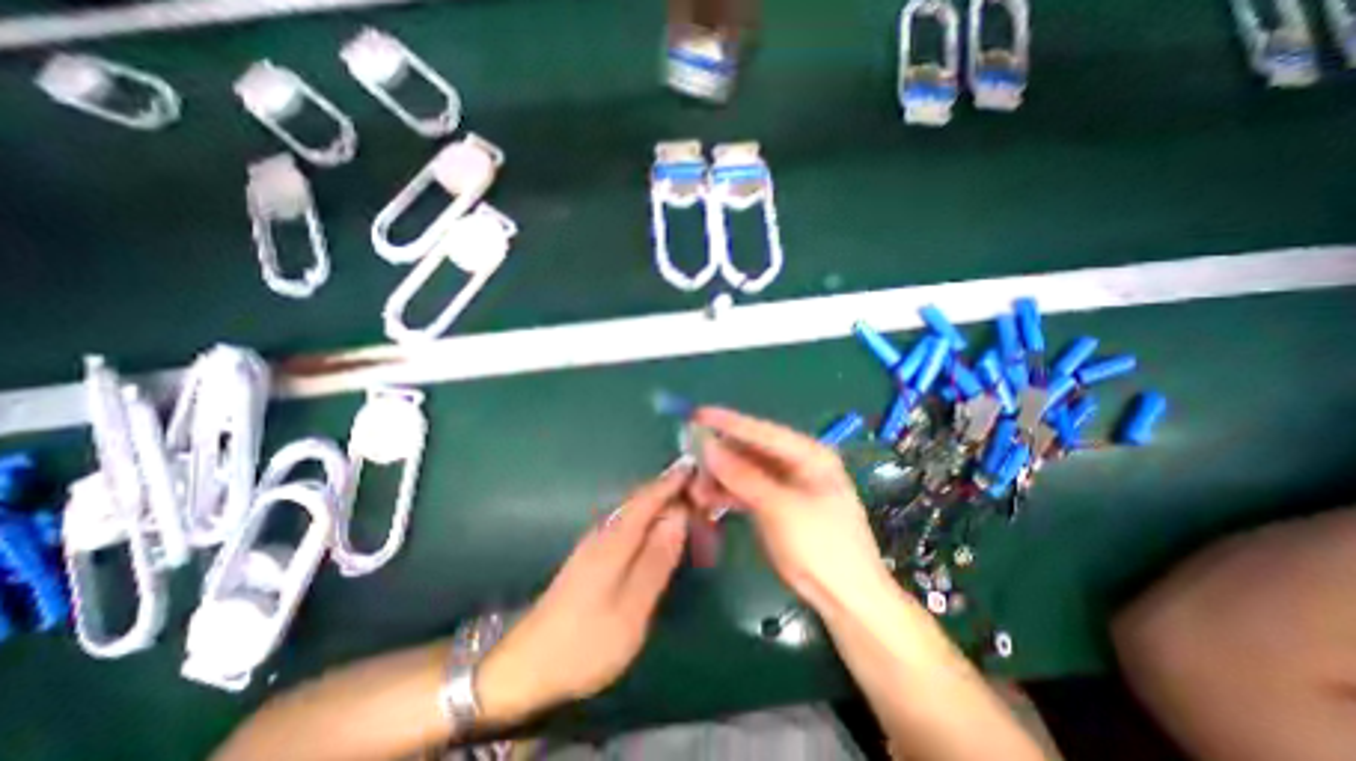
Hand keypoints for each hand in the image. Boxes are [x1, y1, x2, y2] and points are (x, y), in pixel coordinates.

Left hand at [472, 463, 689, 724]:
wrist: (528, 664)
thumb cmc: (585, 640)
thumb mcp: (632, 607)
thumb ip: (657, 559)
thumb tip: (679, 517)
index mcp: (615, 539)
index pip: (648, 498)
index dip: (671, 482)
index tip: (694, 465)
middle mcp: (605, 532)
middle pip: (641, 501)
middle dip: (669, 490)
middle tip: (700, 489)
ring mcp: (595, 543)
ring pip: (634, 512)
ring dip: (659, 503)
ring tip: (686, 503)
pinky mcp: (592, 556)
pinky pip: (628, 525)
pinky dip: (648, 519)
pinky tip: (657, 529)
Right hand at [690, 406, 891, 614]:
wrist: (848, 601)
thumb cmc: (821, 548)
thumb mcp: (779, 508)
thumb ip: (742, 475)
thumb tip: (708, 446)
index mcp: (809, 455)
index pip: (762, 431)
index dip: (727, 422)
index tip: (697, 414)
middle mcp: (798, 464)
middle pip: (752, 450)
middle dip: (720, 454)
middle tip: (690, 456)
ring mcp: (787, 485)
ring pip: (747, 471)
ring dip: (721, 477)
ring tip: (695, 487)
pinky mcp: (778, 505)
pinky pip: (748, 490)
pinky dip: (729, 493)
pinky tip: (707, 499)